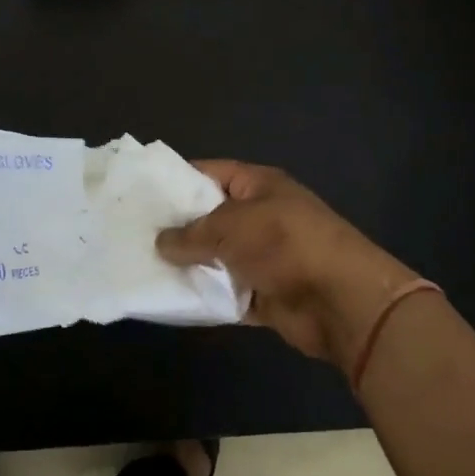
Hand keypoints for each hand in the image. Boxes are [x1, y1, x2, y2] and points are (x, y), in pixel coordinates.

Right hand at [156, 160, 421, 372]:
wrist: (342, 301)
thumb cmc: (285, 244)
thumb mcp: (230, 226)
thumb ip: (192, 233)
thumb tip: (160, 242)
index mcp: (257, 186)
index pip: (209, 173)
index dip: (176, 180)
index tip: (140, 193)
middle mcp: (260, 217)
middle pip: (210, 218)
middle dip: (176, 228)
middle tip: (132, 234)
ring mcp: (264, 258)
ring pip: (216, 259)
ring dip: (189, 266)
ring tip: (142, 267)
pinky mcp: (265, 294)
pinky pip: (226, 293)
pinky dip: (205, 298)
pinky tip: (171, 300)